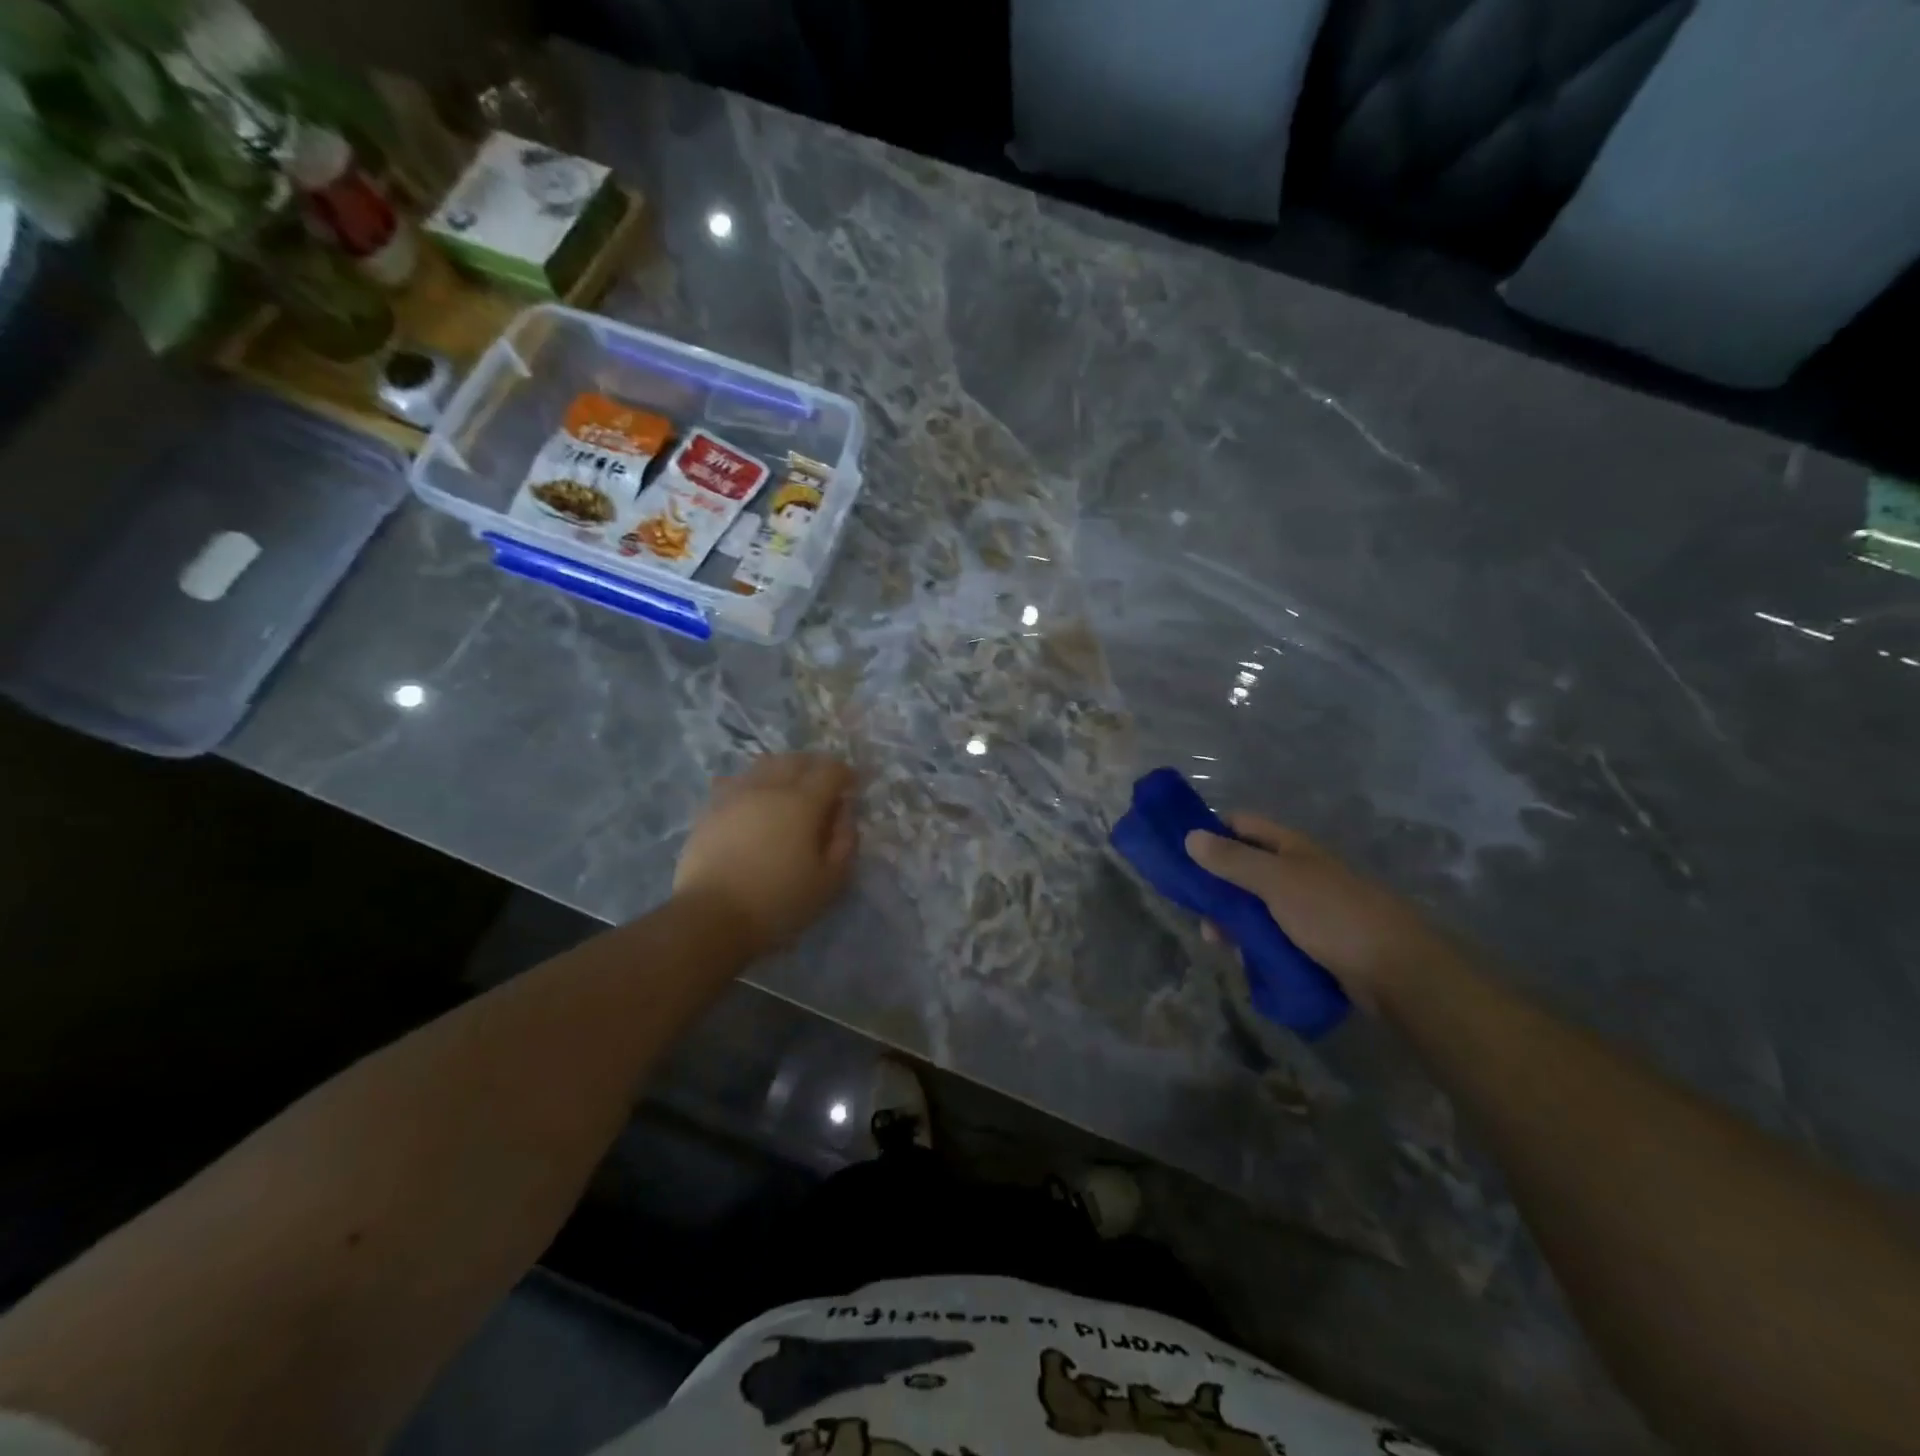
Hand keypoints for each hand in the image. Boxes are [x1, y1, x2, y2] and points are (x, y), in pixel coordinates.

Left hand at [675, 752, 857, 958]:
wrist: (710, 918)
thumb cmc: (778, 902)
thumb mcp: (830, 881)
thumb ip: (845, 841)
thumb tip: (844, 813)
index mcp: (803, 802)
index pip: (830, 770)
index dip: (845, 774)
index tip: (852, 787)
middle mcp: (769, 787)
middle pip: (796, 760)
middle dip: (814, 766)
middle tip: (823, 786)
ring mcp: (735, 795)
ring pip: (764, 765)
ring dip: (783, 771)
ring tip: (788, 791)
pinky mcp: (710, 809)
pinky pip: (735, 782)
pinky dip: (752, 785)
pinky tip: (753, 803)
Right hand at [1185, 815, 1452, 1008]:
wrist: (1395, 971)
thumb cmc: (1332, 914)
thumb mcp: (1276, 882)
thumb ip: (1232, 860)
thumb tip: (1189, 836)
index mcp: (1290, 847)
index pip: (1241, 825)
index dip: (1210, 832)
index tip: (1180, 852)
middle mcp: (1296, 871)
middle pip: (1243, 868)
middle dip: (1216, 886)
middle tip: (1195, 909)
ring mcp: (1305, 907)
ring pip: (1254, 905)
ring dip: (1233, 920)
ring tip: (1219, 943)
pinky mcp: (1312, 941)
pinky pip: (1271, 934)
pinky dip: (1253, 943)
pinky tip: (1242, 958)